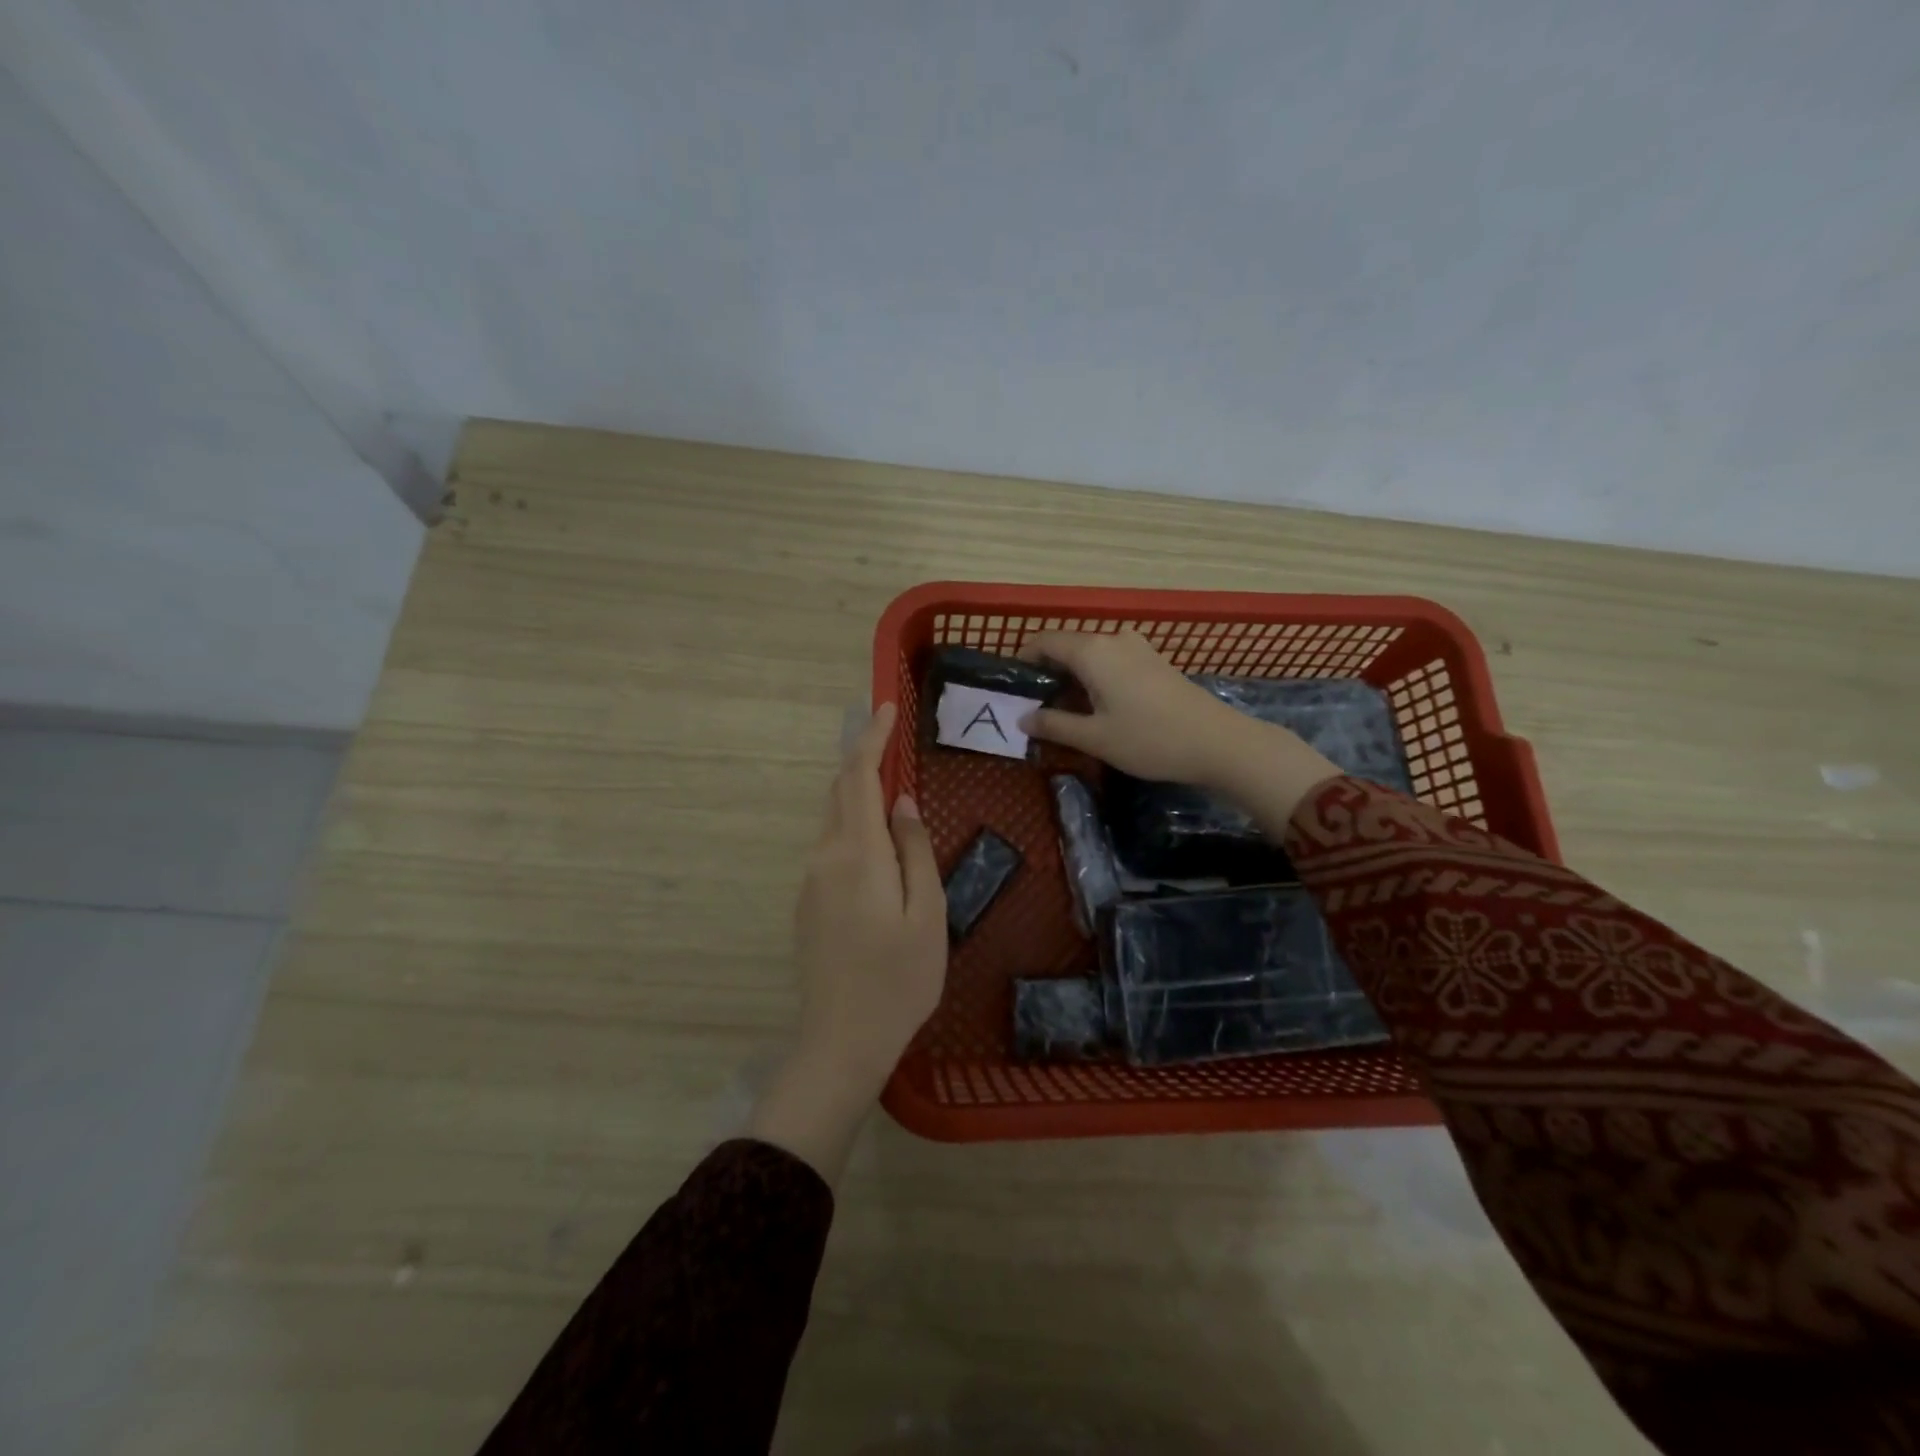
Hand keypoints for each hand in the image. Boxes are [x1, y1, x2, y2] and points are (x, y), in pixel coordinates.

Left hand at [750, 703, 946, 1181]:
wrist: (841, 1040)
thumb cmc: (899, 979)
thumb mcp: (927, 913)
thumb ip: (914, 850)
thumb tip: (902, 803)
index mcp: (857, 854)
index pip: (858, 778)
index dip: (870, 739)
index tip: (883, 707)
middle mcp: (825, 857)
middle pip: (840, 794)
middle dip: (863, 761)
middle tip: (892, 741)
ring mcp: (811, 881)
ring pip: (835, 821)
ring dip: (860, 797)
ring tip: (893, 792)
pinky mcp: (807, 903)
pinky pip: (833, 848)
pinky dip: (854, 828)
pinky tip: (879, 847)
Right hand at [1018, 630, 1343, 825]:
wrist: (1218, 742)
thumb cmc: (1149, 739)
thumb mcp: (1095, 738)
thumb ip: (1054, 724)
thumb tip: (1023, 718)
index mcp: (1093, 651)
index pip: (1045, 641)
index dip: (1024, 660)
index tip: (1013, 687)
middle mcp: (1113, 639)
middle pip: (1068, 646)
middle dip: (1048, 672)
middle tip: (1036, 707)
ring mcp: (1138, 647)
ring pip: (1091, 654)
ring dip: (1073, 677)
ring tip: (1065, 712)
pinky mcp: (1155, 661)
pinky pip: (1112, 661)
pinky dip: (1096, 677)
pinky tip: (1098, 707)